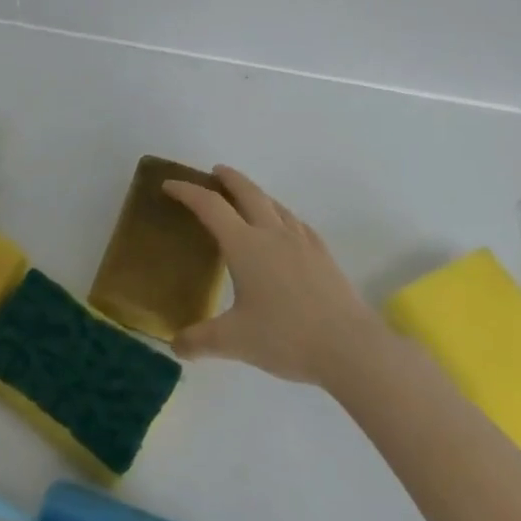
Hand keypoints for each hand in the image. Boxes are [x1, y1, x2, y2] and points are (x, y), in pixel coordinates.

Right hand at [163, 165, 389, 389]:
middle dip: (229, 179)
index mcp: (245, 246)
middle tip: (215, 173)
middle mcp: (273, 235)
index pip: (210, 207)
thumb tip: (175, 346)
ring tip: (247, 200)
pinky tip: (285, 231)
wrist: (350, 347)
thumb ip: (199, 340)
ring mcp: (303, 243)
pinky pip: (297, 224)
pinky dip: (281, 217)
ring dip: (257, 195)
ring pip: (276, 205)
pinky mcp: (324, 257)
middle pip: (248, 193)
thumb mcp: (233, 341)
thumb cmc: (285, 337)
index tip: (170, 185)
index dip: (187, 192)